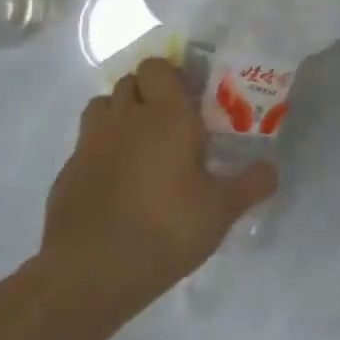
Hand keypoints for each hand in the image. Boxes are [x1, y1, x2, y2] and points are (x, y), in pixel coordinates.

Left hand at [41, 58, 275, 302]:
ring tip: (144, 143)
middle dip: (150, 92)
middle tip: (174, 121)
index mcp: (166, 116)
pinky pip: (87, 144)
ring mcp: (90, 144)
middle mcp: (125, 119)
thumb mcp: (223, 209)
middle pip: (130, 81)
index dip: (173, 75)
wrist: (91, 272)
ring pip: (103, 106)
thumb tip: (272, 170)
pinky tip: (120, 181)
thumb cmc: (167, 228)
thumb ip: (252, 184)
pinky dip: (103, 150)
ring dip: (122, 114)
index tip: (193, 97)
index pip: (159, 67)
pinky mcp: (67, 173)